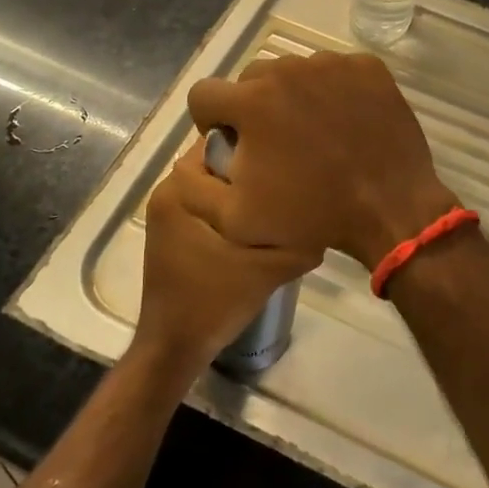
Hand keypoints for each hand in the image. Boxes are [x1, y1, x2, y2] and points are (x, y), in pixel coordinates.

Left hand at [135, 146, 322, 369]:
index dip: (255, 144)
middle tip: (288, 176)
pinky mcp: (171, 229)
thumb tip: (322, 205)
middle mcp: (168, 190)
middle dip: (250, 166)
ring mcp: (166, 210)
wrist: (175, 346)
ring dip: (239, 187)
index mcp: (180, 188)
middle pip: (216, 160)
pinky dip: (228, 204)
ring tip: (277, 197)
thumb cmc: (215, 300)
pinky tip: (255, 220)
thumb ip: (295, 233)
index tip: (286, 155)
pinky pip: (204, 200)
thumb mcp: (268, 266)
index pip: (219, 141)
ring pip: (212, 181)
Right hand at [186, 51, 455, 268]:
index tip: (232, 145)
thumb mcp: (235, 220)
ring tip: (313, 133)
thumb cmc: (311, 215)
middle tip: (276, 143)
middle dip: (251, 107)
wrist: (390, 207)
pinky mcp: (366, 65)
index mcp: (250, 102)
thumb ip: (195, 188)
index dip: (210, 122)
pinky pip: (333, 70)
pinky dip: (331, 90)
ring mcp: (331, 63)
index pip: (204, 94)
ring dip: (292, 97)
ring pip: (292, 72)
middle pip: (249, 80)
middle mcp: (287, 70)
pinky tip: (344, 122)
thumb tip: (187, 159)